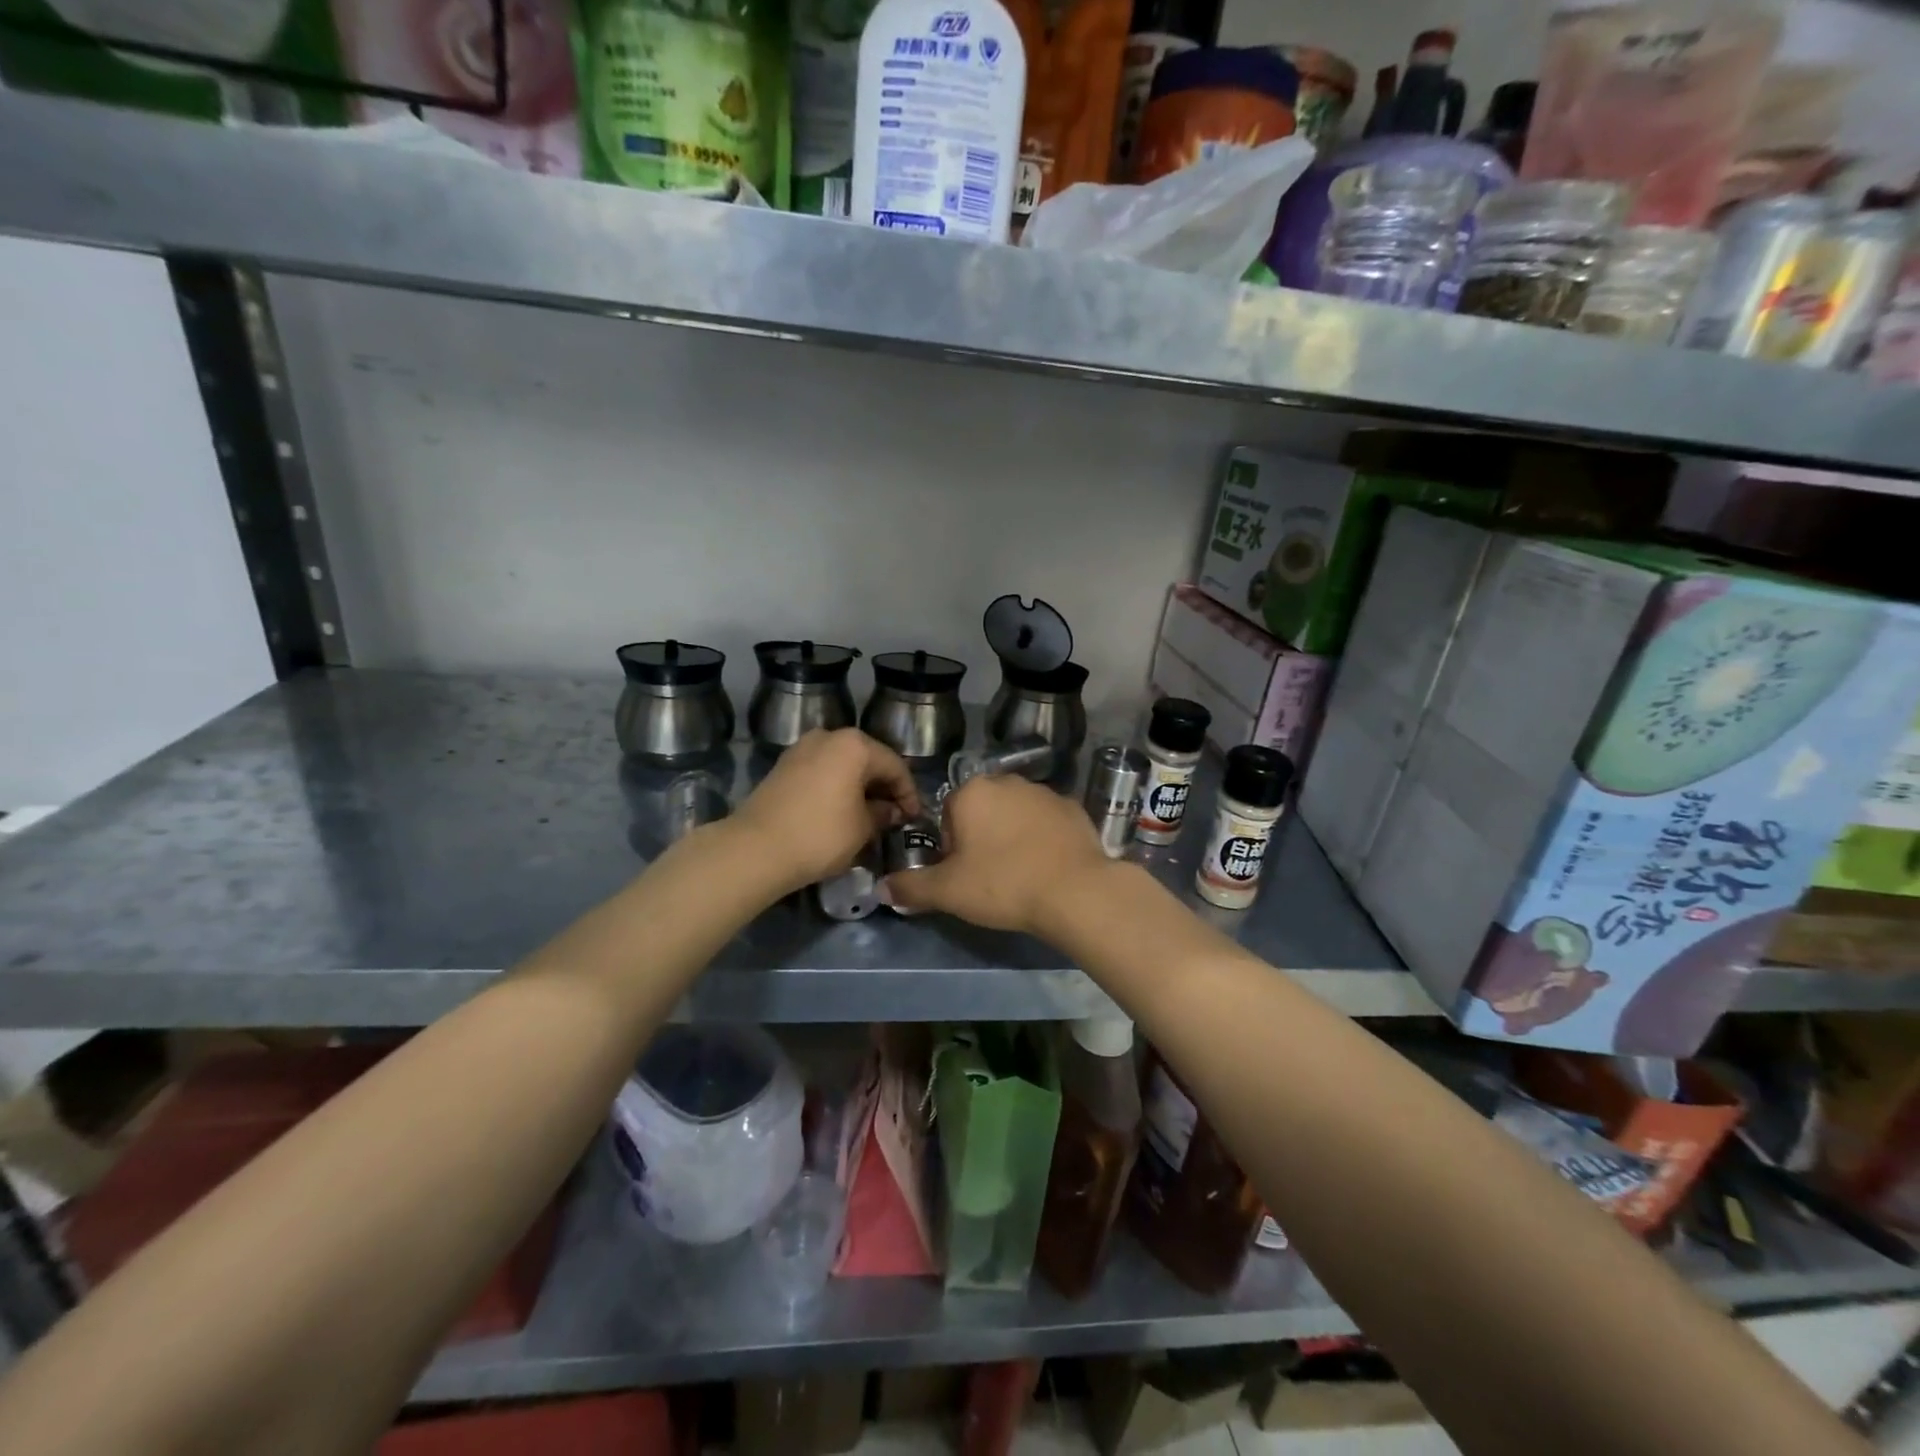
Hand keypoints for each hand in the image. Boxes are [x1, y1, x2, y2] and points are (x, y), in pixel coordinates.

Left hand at [732, 729, 920, 894]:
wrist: (755, 849)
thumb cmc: (820, 835)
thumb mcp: (862, 828)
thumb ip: (883, 814)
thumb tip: (890, 810)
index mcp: (855, 745)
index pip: (895, 766)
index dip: (909, 793)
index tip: (914, 818)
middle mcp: (828, 736)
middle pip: (868, 760)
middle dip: (884, 788)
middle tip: (895, 816)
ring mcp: (802, 748)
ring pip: (843, 765)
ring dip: (859, 787)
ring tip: (869, 815)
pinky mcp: (784, 766)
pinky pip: (822, 771)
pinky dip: (836, 787)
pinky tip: (841, 811)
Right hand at [883, 773, 1110, 934]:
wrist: (1075, 891)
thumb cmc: (1003, 884)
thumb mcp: (948, 891)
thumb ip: (911, 887)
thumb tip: (880, 888)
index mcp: (972, 791)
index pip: (948, 815)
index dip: (951, 847)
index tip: (963, 874)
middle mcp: (1007, 781)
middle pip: (982, 810)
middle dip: (981, 838)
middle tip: (988, 876)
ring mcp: (1044, 791)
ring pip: (1015, 814)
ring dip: (1012, 836)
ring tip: (1020, 874)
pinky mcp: (1073, 807)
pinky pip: (1047, 822)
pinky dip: (1043, 839)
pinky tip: (1047, 867)